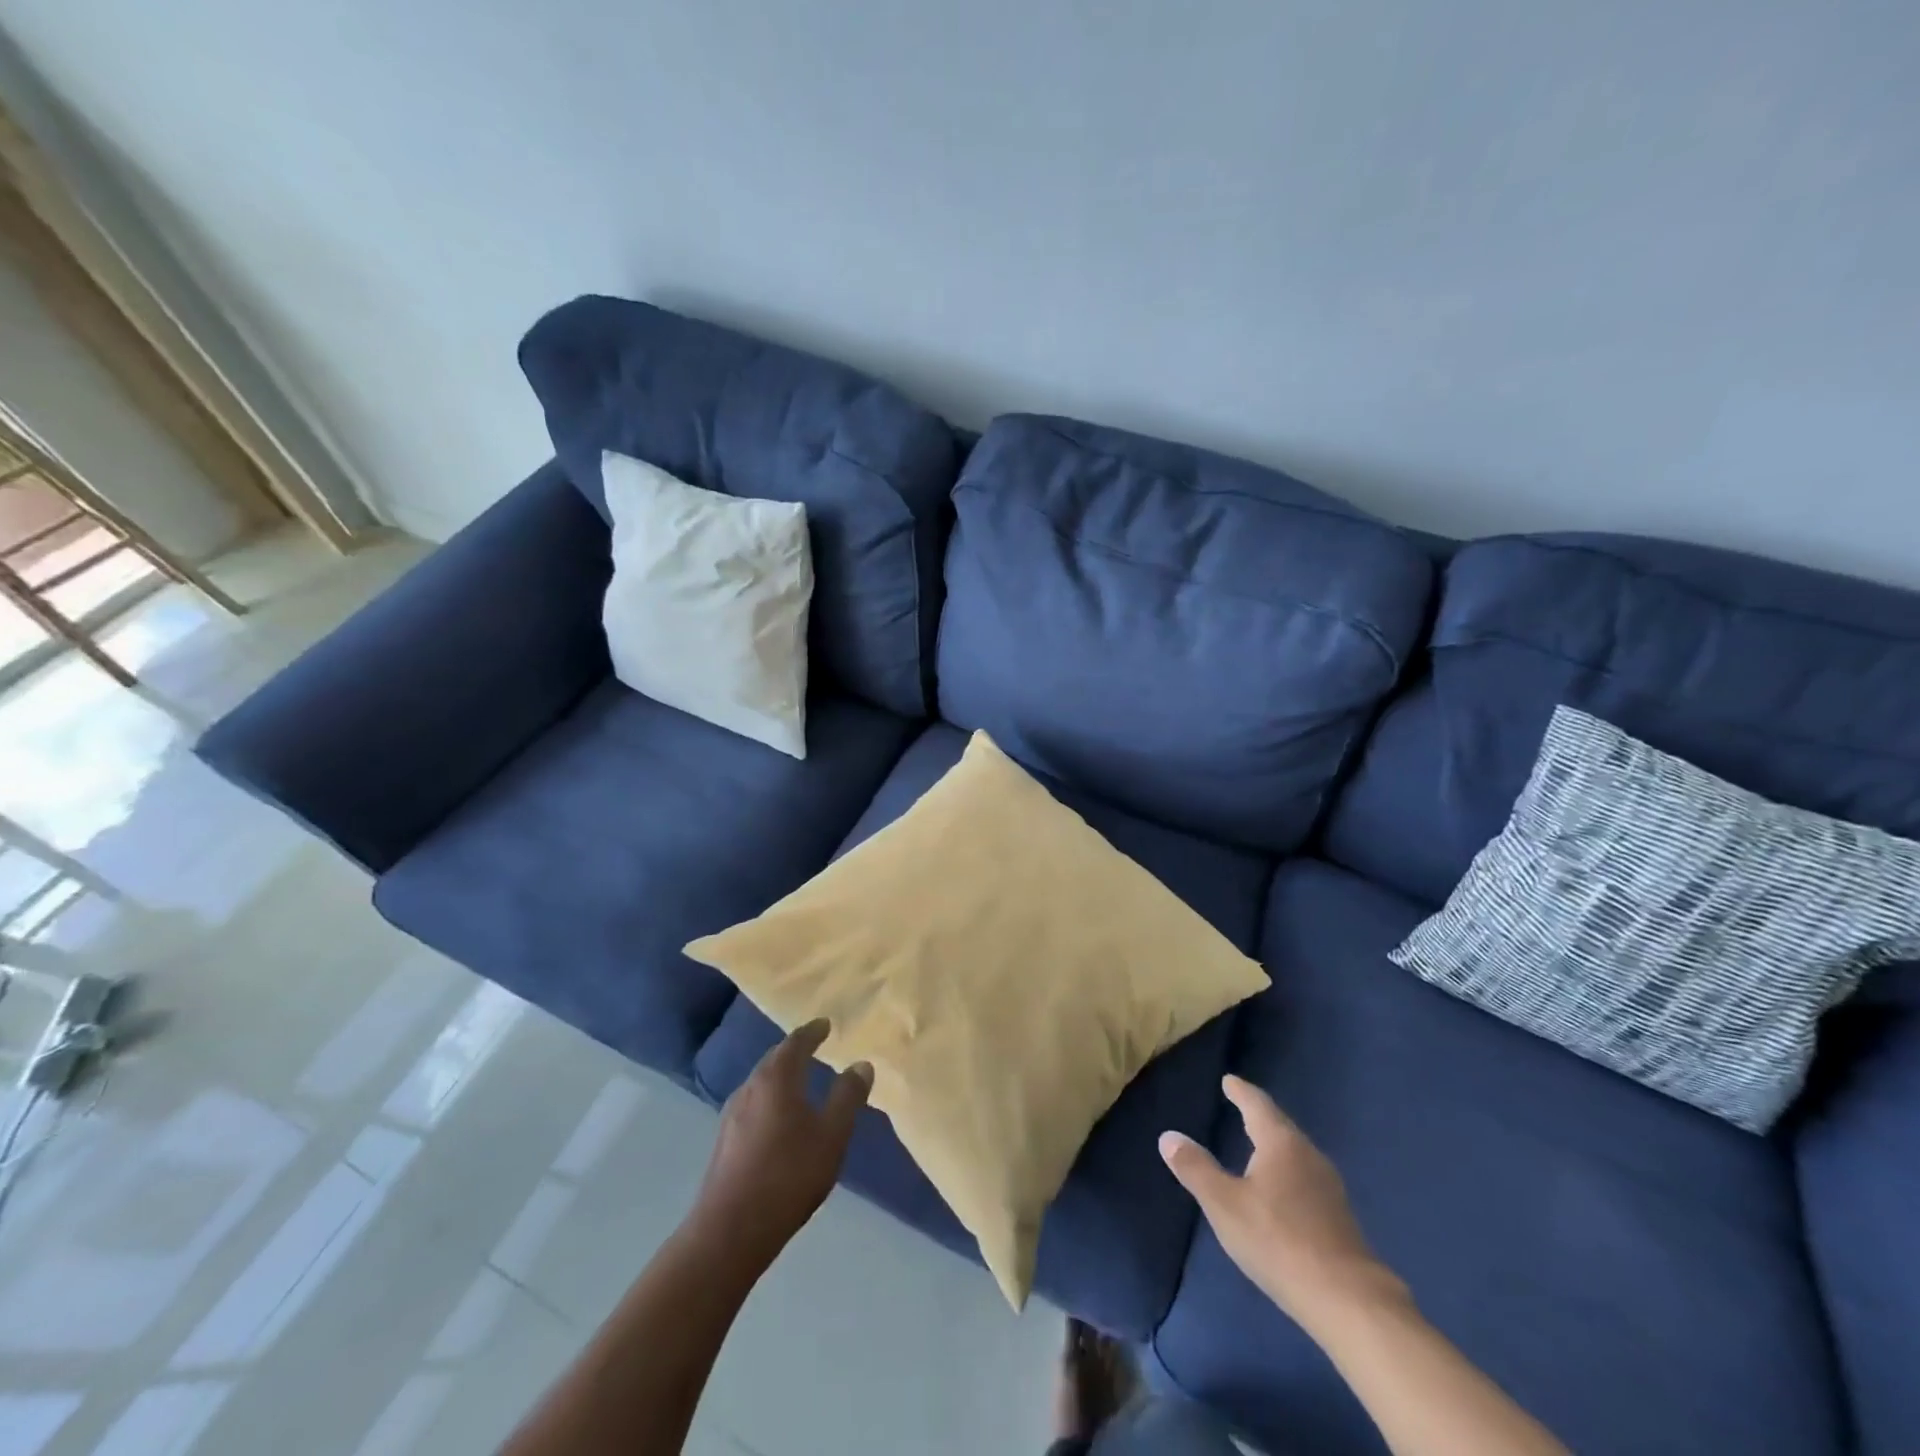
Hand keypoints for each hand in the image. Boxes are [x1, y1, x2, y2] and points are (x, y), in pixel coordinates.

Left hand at [692, 1019, 872, 1267]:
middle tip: (814, 1047)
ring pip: (761, 1082)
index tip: (826, 1024)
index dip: (813, 1032)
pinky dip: (770, 1099)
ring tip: (800, 1081)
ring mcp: (731, 1114)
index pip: (796, 1042)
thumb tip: (862, 1064)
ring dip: (781, 1076)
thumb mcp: (832, 1135)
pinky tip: (779, 1118)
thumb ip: (847, 1097)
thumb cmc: (788, 1175)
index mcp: (776, 1078)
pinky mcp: (724, 1141)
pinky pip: (753, 1104)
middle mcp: (750, 1087)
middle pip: (774, 1059)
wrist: (729, 1231)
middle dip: (795, 1051)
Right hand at [1160, 1076, 1405, 1331]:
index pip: (1257, 1105)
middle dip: (1259, 1116)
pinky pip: (1306, 1178)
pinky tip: (1282, 1190)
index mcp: (1281, 1143)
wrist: (1348, 1300)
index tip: (1230, 1080)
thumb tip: (1169, 1137)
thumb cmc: (1278, 1241)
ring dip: (1275, 1145)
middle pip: (1280, 1126)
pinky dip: (1288, 1172)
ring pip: (1296, 1153)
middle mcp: (1308, 1155)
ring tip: (1258, 1145)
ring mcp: (1329, 1187)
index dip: (1241, 1091)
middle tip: (1242, 1106)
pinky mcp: (1339, 1217)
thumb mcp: (1224, 1205)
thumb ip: (1196, 1169)